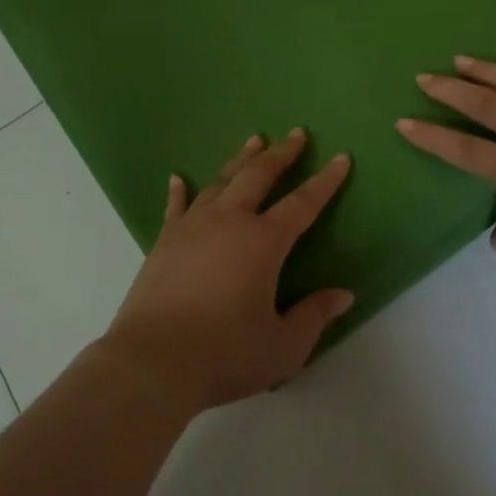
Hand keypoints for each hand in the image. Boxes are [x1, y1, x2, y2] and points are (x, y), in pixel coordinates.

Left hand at [101, 130, 354, 414]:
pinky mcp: (164, 241)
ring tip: (254, 142)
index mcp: (263, 243)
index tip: (340, 158)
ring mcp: (192, 227)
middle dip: (281, 154)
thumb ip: (314, 316)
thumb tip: (343, 294)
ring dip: (240, 160)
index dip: (325, 181)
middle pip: (258, 176)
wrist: (152, 361)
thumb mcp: (283, 347)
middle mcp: (229, 222)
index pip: (302, 204)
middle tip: (296, 134)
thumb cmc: (224, 354)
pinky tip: (178, 177)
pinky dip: (180, 190)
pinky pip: (176, 206)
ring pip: (220, 181)